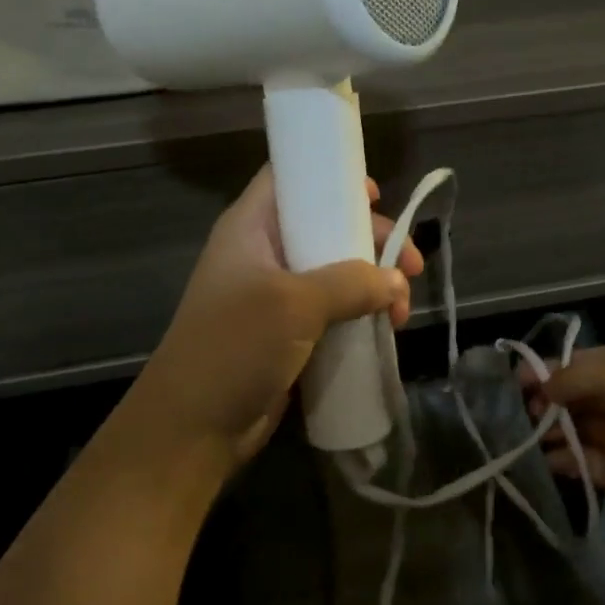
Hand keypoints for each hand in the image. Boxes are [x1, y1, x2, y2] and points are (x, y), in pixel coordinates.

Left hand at [126, 167, 423, 478]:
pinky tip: (387, 328)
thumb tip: (396, 282)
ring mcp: (273, 295)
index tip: (375, 195)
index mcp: (251, 228)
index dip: (330, 176)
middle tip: (411, 265)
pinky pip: (332, 310)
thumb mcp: (295, 303)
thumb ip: (351, 283)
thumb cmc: (235, 347)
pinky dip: (361, 313)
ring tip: (402, 311)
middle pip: (324, 226)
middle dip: (372, 241)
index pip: (289, 178)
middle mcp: (262, 253)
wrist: (193, 428)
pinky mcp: (286, 333)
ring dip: (374, 284)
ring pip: (335, 271)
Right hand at [528, 343, 604, 529]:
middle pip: (579, 395)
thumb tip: (543, 388)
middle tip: (519, 411)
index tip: (516, 380)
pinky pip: (586, 462)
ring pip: (579, 429)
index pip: (585, 361)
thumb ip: (576, 377)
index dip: (550, 368)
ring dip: (552, 431)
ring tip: (524, 437)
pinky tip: (544, 461)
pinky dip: (564, 461)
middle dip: (548, 400)